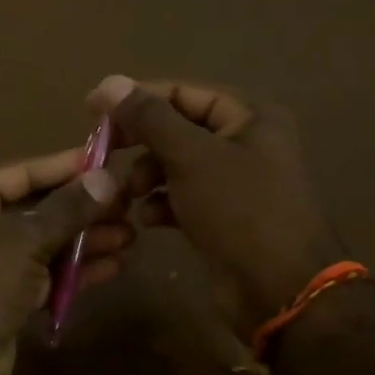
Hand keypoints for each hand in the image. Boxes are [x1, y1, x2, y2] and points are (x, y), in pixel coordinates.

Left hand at [0, 150, 130, 374]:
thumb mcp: (23, 241)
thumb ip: (67, 209)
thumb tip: (107, 177)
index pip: (18, 171)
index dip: (64, 166)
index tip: (106, 160)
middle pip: (32, 207)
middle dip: (80, 209)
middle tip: (127, 203)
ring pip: (40, 243)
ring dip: (83, 240)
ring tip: (130, 234)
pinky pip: (40, 275)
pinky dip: (72, 271)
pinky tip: (113, 266)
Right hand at [88, 76, 344, 317]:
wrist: (282, 292)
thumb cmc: (240, 211)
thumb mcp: (191, 157)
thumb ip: (149, 118)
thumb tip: (109, 83)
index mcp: (250, 117)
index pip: (182, 92)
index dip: (136, 98)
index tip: (92, 110)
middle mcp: (245, 143)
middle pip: (177, 128)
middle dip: (141, 142)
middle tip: (104, 153)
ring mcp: (235, 183)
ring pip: (175, 165)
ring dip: (146, 176)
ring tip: (129, 194)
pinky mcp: (223, 217)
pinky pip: (182, 197)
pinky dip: (161, 204)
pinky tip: (148, 220)